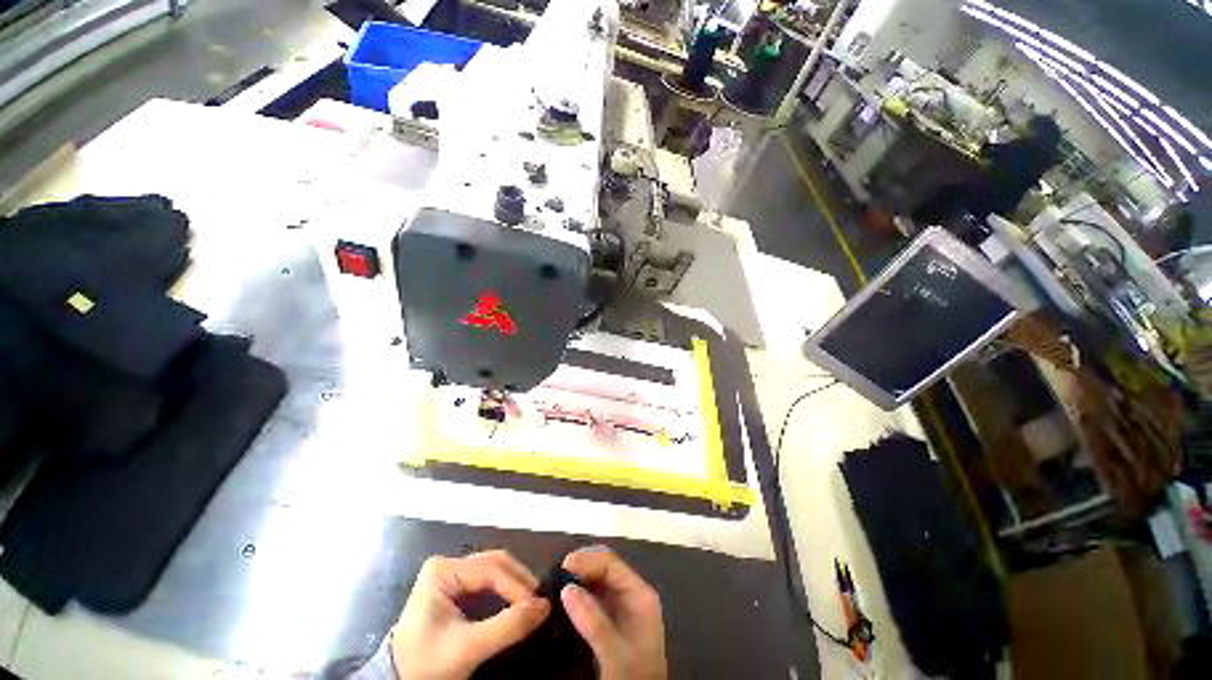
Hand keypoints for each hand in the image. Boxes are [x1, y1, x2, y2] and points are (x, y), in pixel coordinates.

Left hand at [391, 550, 550, 679]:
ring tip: (532, 603)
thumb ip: (506, 627)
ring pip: (495, 570)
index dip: (516, 585)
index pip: (490, 568)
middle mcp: (449, 565)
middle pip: (495, 564)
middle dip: (519, 581)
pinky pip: (490, 582)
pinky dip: (507, 592)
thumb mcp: (466, 649)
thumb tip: (544, 607)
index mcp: (442, 570)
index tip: (537, 604)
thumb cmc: (426, 664)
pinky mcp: (458, 588)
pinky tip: (518, 603)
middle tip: (539, 602)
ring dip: (516, 585)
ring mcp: (453, 575)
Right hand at [561, 546, 667, 679]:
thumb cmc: (633, 677)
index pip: (611, 563)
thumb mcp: (614, 652)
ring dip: (578, 580)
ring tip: (555, 584)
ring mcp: (620, 607)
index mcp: (639, 594)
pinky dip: (578, 596)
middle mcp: (631, 594)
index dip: (588, 560)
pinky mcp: (610, 621)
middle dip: (582, 567)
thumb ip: (593, 621)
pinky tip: (563, 601)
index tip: (563, 565)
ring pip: (596, 582)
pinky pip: (592, 599)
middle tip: (556, 574)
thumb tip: (567, 588)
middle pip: (604, 568)